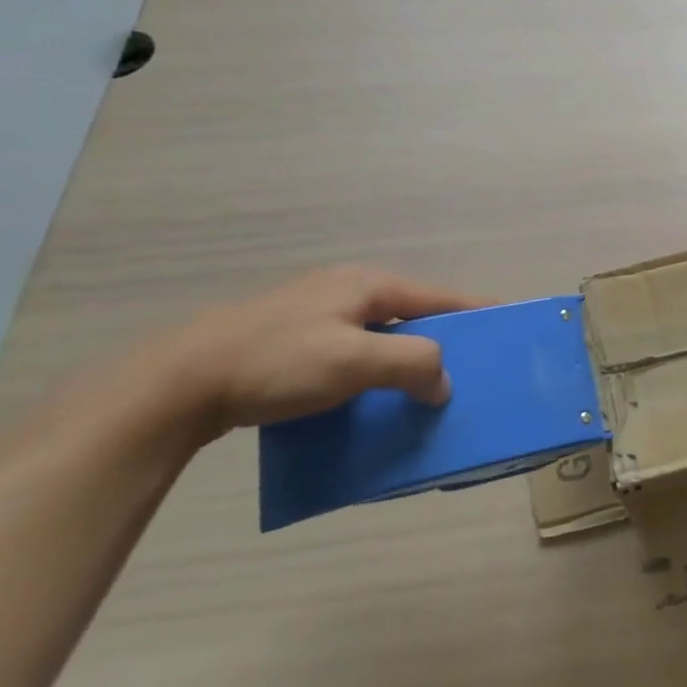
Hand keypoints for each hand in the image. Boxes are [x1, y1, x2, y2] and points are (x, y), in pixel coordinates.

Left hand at [141, 266, 482, 435]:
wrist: (178, 382)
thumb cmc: (278, 362)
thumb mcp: (355, 360)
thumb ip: (412, 365)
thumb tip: (444, 384)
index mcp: (368, 285)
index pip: (441, 297)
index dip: (476, 312)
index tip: (508, 327)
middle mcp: (348, 291)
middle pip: (413, 316)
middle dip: (441, 344)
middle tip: (467, 374)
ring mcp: (317, 315)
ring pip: (381, 338)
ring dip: (405, 364)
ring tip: (423, 394)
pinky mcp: (293, 342)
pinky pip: (352, 355)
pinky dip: (372, 374)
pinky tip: (369, 401)